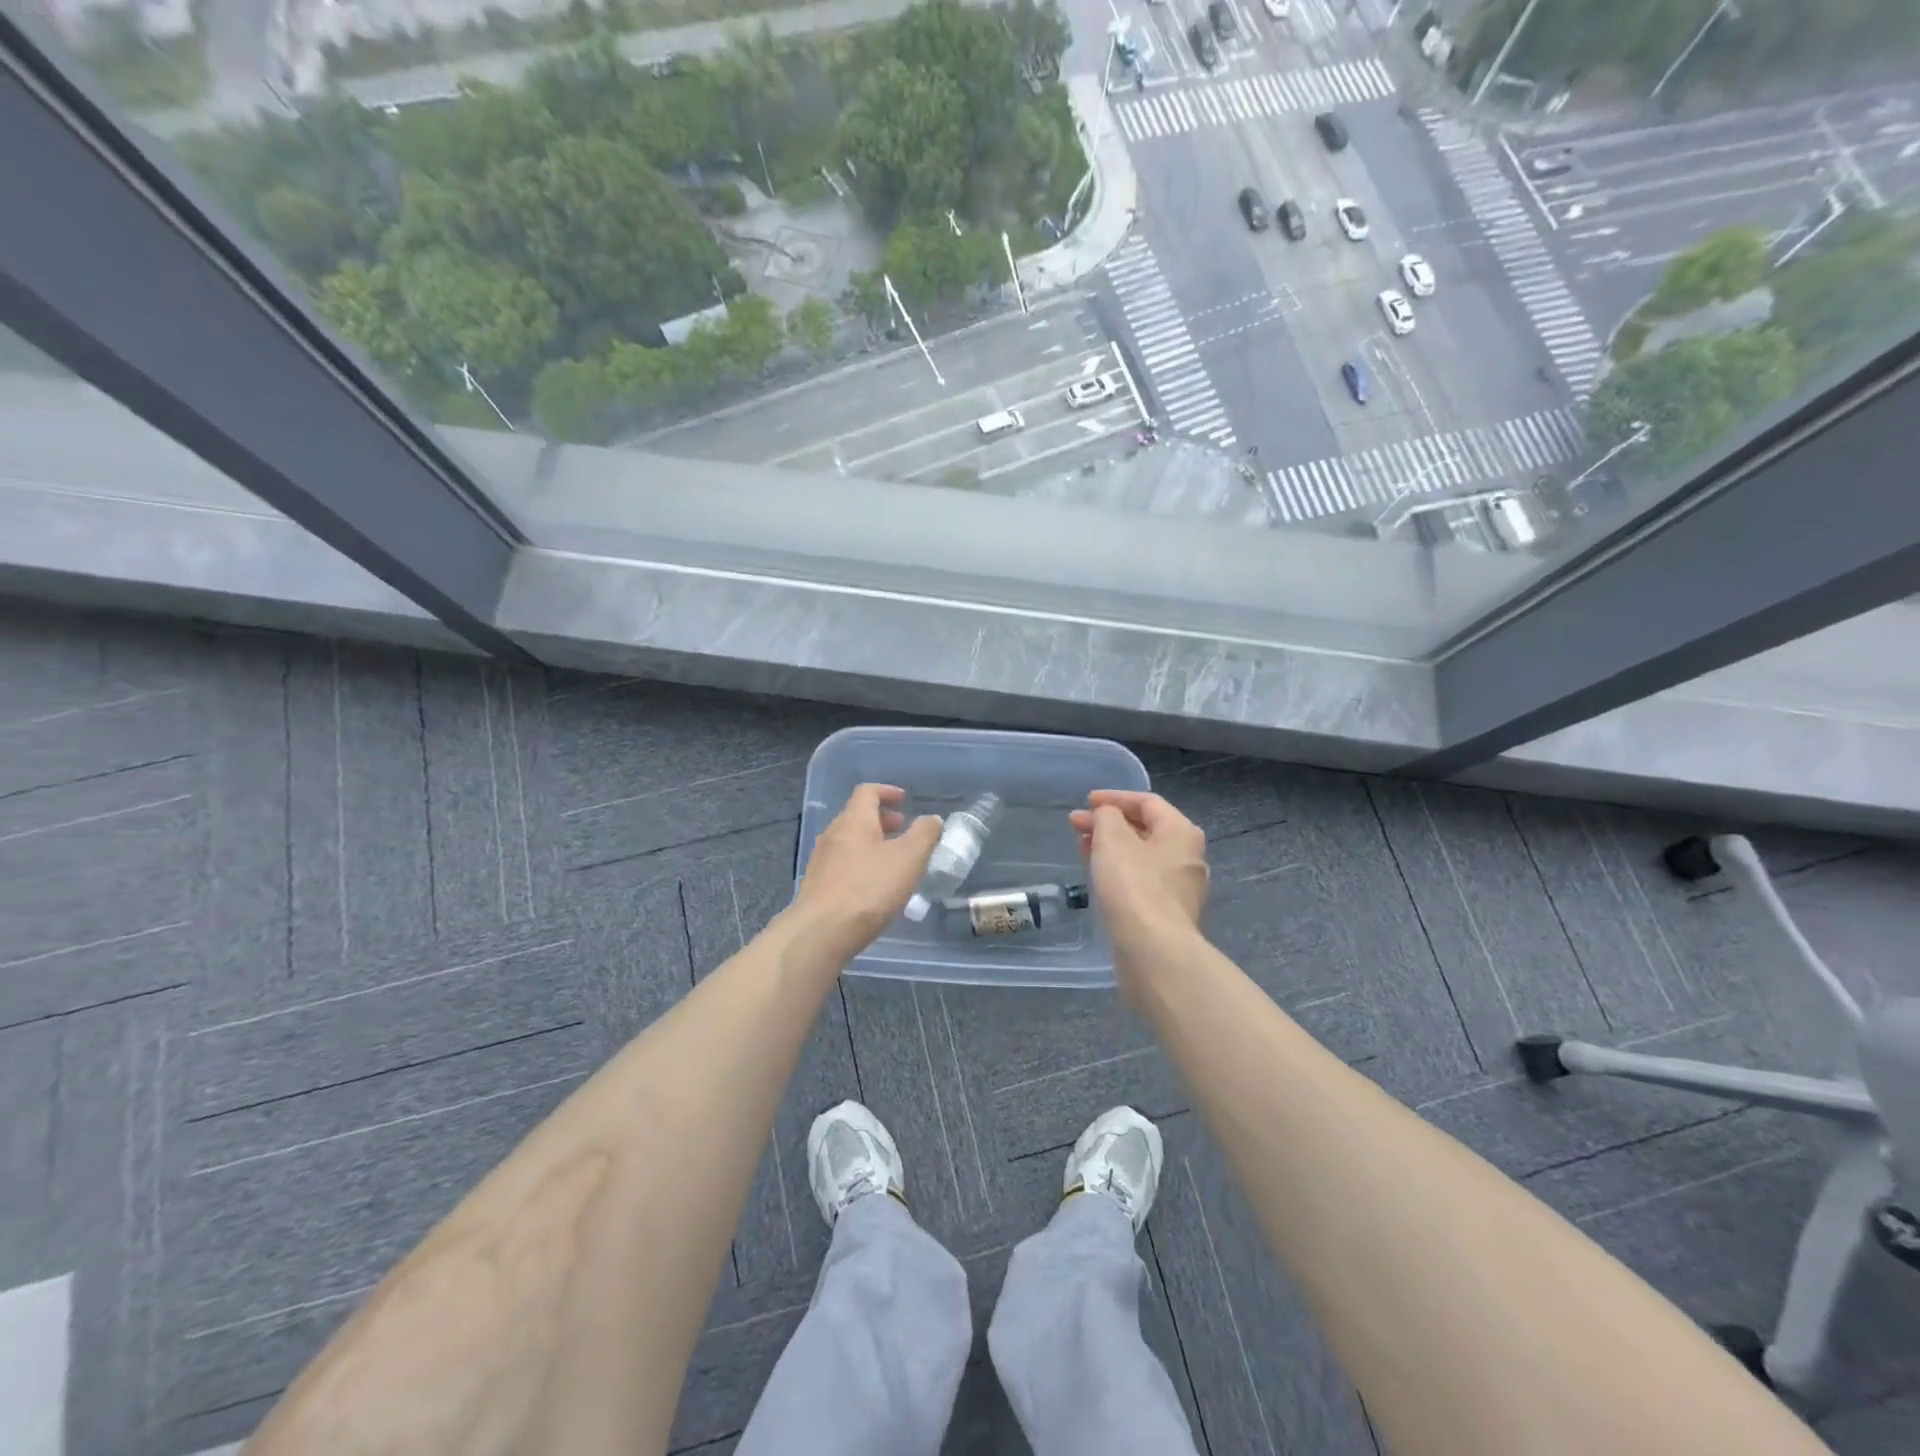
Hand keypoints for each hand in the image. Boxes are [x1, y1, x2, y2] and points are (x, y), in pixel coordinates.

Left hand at [792, 784, 941, 957]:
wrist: (822, 932)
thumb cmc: (869, 888)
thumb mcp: (909, 858)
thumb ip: (924, 834)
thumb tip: (931, 819)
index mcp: (853, 820)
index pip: (867, 792)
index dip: (887, 791)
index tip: (904, 800)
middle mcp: (833, 834)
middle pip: (857, 816)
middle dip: (882, 819)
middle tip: (903, 830)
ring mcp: (821, 860)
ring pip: (850, 841)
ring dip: (872, 843)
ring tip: (893, 860)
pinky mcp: (817, 885)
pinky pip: (843, 863)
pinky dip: (861, 863)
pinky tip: (874, 886)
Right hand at [1069, 790, 1208, 956]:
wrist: (1153, 951)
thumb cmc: (1133, 886)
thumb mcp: (1113, 839)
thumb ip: (1107, 816)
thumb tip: (1107, 817)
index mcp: (1181, 832)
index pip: (1147, 802)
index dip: (1114, 797)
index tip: (1085, 802)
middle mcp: (1188, 857)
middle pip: (1146, 829)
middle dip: (1109, 824)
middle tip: (1077, 826)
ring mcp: (1180, 889)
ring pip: (1142, 857)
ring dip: (1112, 848)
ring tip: (1083, 849)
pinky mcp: (1168, 914)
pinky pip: (1141, 882)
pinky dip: (1119, 872)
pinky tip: (1099, 878)